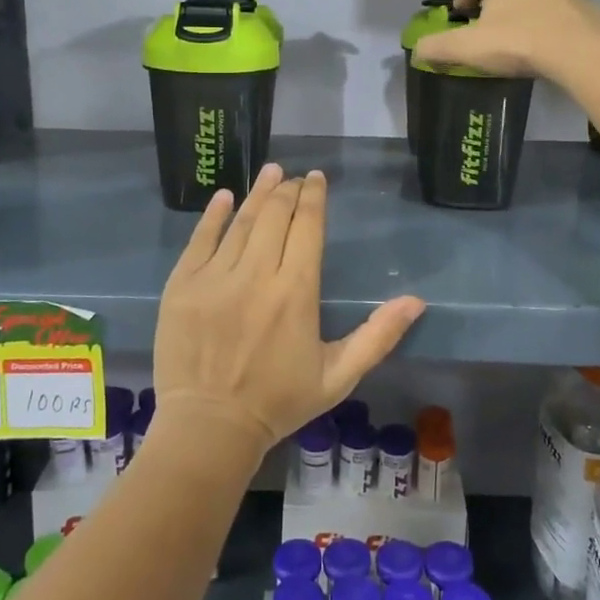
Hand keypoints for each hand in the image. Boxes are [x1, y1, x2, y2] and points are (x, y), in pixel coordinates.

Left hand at [150, 164, 425, 463]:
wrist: (210, 427)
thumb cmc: (279, 402)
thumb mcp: (338, 375)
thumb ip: (378, 335)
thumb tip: (417, 301)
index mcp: (296, 292)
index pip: (307, 227)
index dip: (313, 198)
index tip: (316, 179)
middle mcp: (256, 275)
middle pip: (274, 216)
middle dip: (288, 191)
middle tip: (295, 177)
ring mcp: (215, 278)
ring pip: (240, 222)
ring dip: (257, 193)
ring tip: (270, 172)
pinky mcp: (182, 286)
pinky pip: (199, 240)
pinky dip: (213, 216)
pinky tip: (224, 197)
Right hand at [411, 0, 599, 79]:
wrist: (579, 55)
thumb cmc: (518, 42)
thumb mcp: (468, 48)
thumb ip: (437, 47)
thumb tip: (417, 50)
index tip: (464, 15)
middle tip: (486, 25)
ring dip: (519, 5)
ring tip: (514, 34)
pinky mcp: (584, 2)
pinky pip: (556, 4)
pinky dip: (545, 17)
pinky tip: (542, 42)